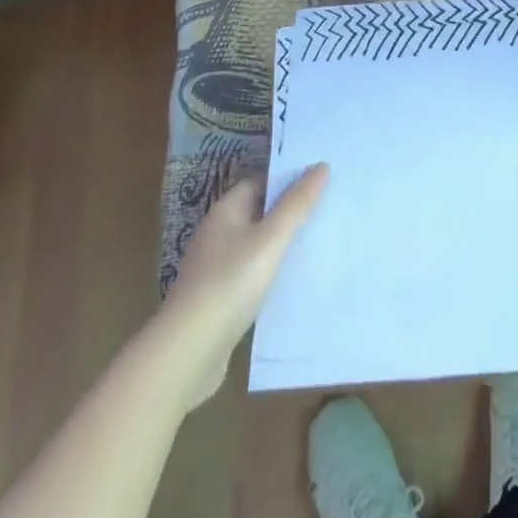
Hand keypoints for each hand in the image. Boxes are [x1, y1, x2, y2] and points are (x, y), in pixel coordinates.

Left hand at [158, 164, 328, 407]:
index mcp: (225, 212)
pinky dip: (272, 272)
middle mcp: (217, 234)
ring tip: (319, 243)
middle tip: (328, 209)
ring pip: (256, 245)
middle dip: (289, 211)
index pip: (259, 182)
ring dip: (282, 244)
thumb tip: (321, 166)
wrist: (188, 352)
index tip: (320, 181)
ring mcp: (216, 268)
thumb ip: (296, 204)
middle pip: (259, 212)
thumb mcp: (270, 240)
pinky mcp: (219, 299)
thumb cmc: (230, 283)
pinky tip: (294, 281)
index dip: (287, 179)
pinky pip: (252, 274)